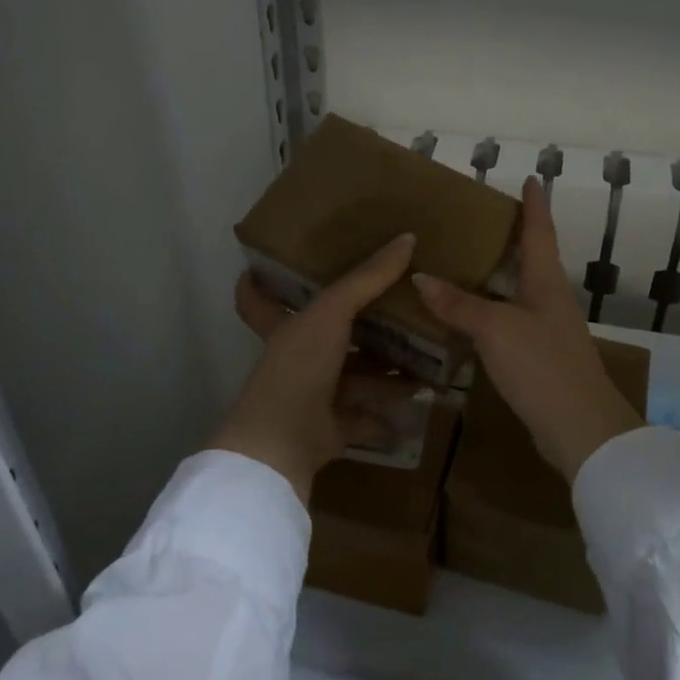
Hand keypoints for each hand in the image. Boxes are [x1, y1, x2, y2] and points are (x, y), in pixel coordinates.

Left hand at [210, 234, 420, 502]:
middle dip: (359, 331)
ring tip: (424, 362)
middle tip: (395, 312)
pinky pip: (363, 418)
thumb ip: (367, 278)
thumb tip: (408, 237)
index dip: (256, 283)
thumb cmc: (299, 367)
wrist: (283, 442)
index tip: (255, 267)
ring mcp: (312, 397)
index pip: (259, 300)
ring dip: (384, 375)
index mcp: (284, 330)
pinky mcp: (329, 429)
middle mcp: (296, 361)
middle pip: (328, 341)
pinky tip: (415, 406)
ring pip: (353, 380)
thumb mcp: (332, 313)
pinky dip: (386, 416)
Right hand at [413, 179, 642, 481]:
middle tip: (479, 222)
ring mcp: (548, 331)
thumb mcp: (495, 329)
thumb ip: (458, 304)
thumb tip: (421, 277)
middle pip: (533, 260)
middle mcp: (551, 300)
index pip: (540, 232)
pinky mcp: (540, 358)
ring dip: (497, 278)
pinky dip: (489, 313)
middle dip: (512, 239)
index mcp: (547, 282)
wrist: (579, 428)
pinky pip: (510, 323)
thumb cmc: (541, 365)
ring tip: (464, 265)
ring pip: (519, 293)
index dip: (535, 205)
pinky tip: (468, 320)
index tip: (532, 179)